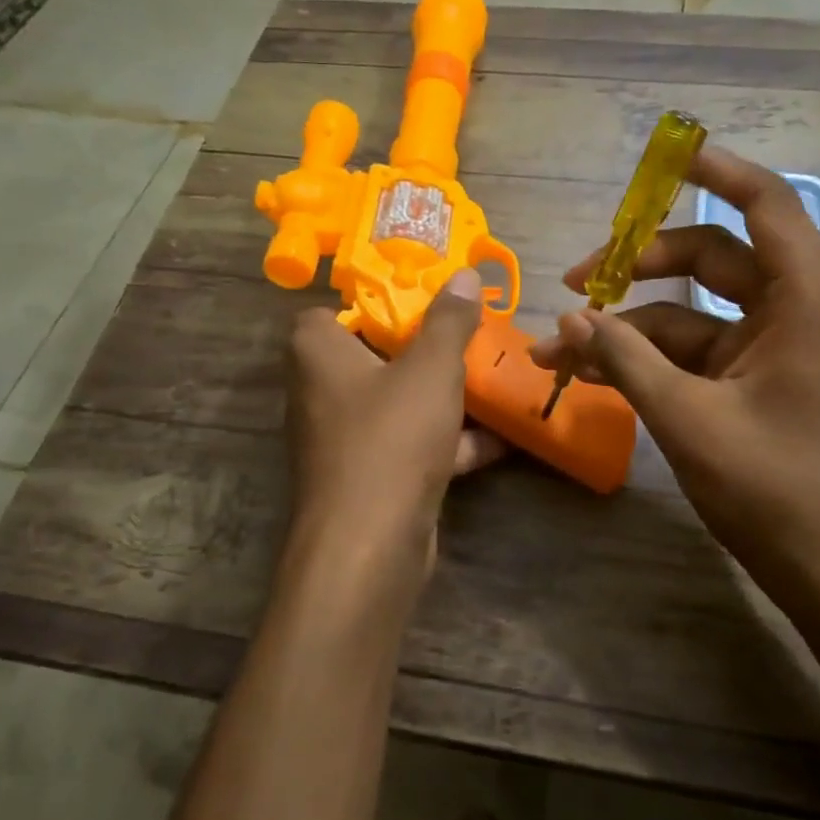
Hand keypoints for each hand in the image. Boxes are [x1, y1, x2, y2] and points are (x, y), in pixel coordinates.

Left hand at [284, 268, 505, 609]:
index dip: (372, 302)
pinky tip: (502, 437)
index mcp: (317, 353)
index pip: (330, 312)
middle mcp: (321, 392)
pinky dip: (450, 441)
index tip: (420, 300)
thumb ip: (449, 320)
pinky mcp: (370, 478)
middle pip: (374, 355)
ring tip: (492, 379)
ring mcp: (345, 440)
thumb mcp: (431, 368)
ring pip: (397, 402)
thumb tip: (465, 275)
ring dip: (443, 396)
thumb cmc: (391, 437)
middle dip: (423, 349)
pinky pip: (411, 445)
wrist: (371, 545)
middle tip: (466, 335)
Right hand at [529, 148, 819, 611]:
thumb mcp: (688, 418)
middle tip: (576, 280)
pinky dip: (648, 355)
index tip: (663, 155)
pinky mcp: (757, 377)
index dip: (714, 170)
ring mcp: (777, 344)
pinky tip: (591, 371)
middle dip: (638, 263)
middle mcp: (797, 307)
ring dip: (629, 322)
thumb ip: (625, 358)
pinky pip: (696, 347)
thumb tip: (567, 318)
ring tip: (560, 346)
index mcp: (806, 298)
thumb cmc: (776, 489)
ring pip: (693, 307)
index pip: (763, 203)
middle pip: (711, 255)